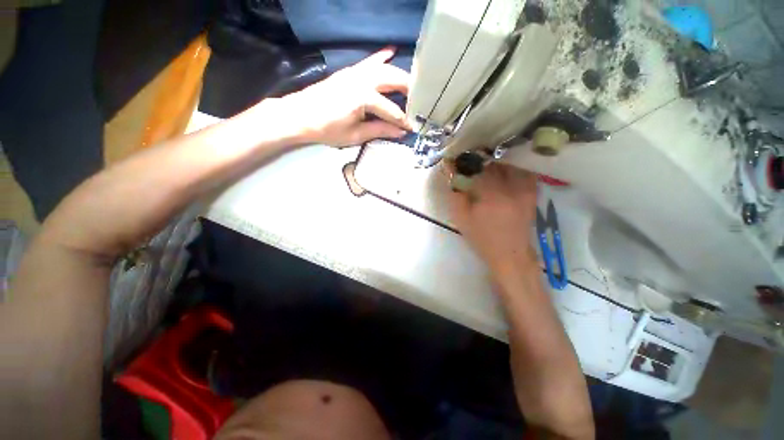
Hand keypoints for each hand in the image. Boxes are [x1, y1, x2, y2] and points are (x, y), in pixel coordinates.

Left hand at [280, 48, 412, 146]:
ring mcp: (355, 72)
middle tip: (420, 101)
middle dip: (410, 91)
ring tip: (412, 86)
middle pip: (394, 80)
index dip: (404, 121)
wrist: (300, 115)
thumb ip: (380, 130)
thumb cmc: (327, 129)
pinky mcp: (349, 71)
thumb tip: (400, 132)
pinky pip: (369, 61)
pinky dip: (381, 57)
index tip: (413, 128)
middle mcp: (363, 79)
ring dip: (400, 76)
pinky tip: (392, 51)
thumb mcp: (355, 135)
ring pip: (385, 69)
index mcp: (364, 98)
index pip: (392, 111)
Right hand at [449, 163, 538, 272]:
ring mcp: (525, 188)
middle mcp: (512, 187)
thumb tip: (451, 174)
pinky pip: (523, 171)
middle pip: (495, 162)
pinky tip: (503, 169)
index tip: (458, 158)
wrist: (510, 254)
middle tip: (470, 158)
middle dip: (481, 158)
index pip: (478, 167)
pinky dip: (512, 166)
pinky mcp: (532, 192)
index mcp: (492, 195)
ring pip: (511, 163)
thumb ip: (456, 195)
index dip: (467, 160)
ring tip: (485, 162)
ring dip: (496, 160)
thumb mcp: (462, 219)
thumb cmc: (482, 238)